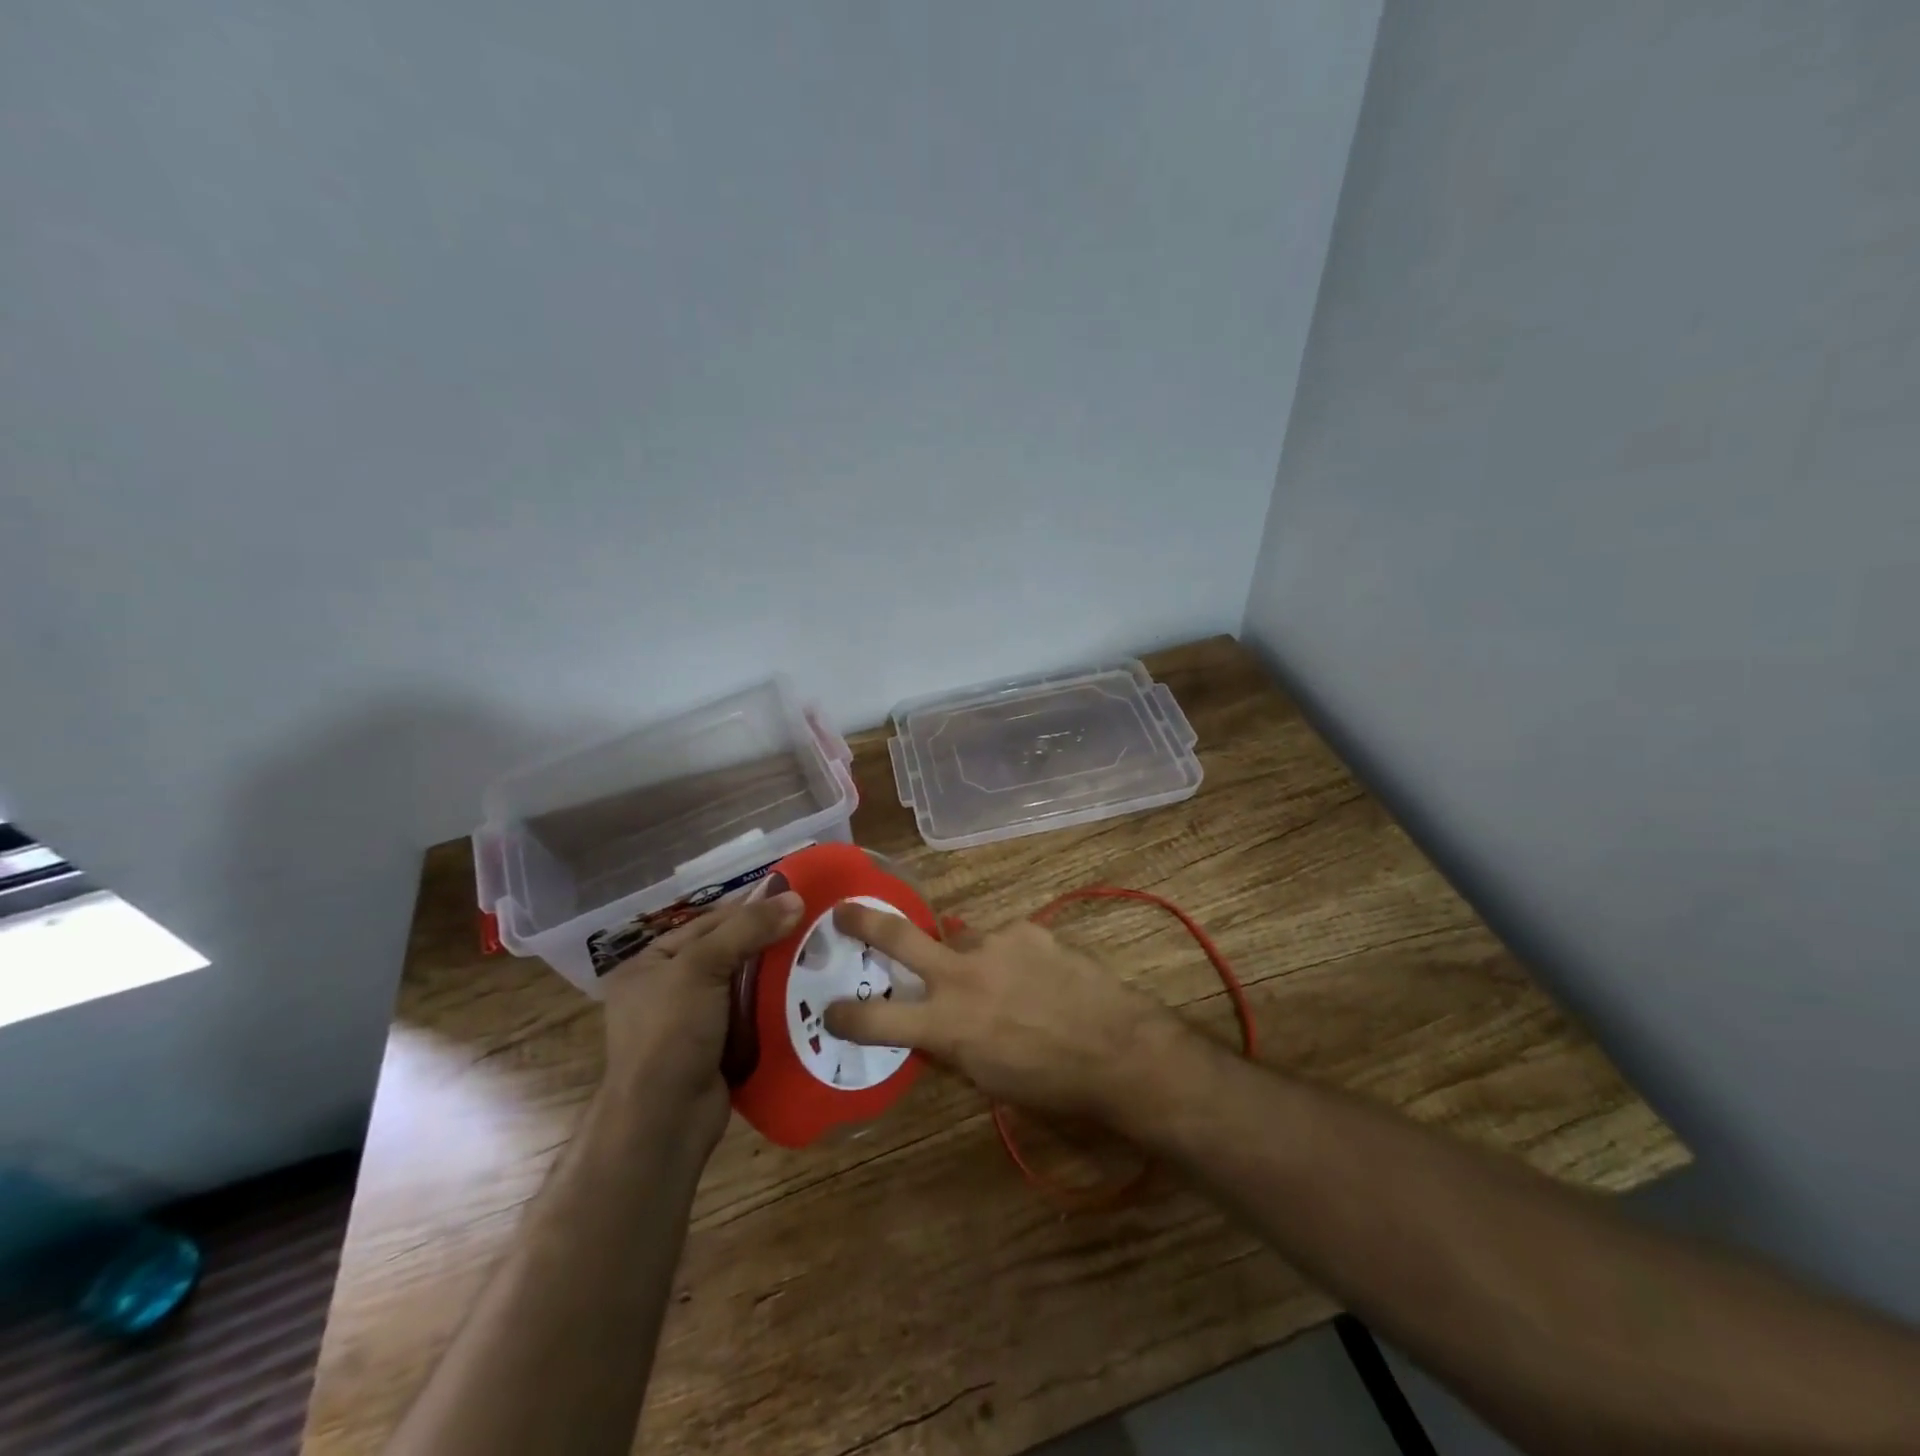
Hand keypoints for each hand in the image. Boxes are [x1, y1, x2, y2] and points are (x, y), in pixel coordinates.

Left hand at [600, 887, 803, 1137]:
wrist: (664, 1121)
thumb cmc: (670, 1033)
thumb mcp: (702, 967)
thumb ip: (747, 929)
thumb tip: (795, 898)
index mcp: (650, 964)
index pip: (707, 923)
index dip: (748, 908)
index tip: (793, 896)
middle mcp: (667, 990)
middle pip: (727, 953)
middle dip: (767, 941)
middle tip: (814, 925)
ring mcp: (692, 1024)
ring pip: (743, 986)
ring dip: (776, 975)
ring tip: (819, 956)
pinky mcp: (717, 1050)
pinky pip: (751, 1017)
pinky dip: (775, 1007)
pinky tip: (807, 995)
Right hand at [823, 905, 1183, 1121]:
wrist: (1118, 1048)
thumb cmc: (1052, 1084)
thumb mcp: (987, 1077)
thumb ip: (952, 1044)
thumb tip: (934, 1026)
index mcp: (946, 1024)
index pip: (877, 1020)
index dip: (846, 1017)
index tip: (829, 1011)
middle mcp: (961, 975)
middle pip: (898, 938)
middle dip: (864, 923)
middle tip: (844, 912)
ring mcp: (995, 944)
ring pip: (965, 943)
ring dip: (972, 960)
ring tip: (1007, 983)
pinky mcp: (1028, 930)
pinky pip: (1007, 940)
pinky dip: (1012, 957)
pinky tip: (1040, 976)